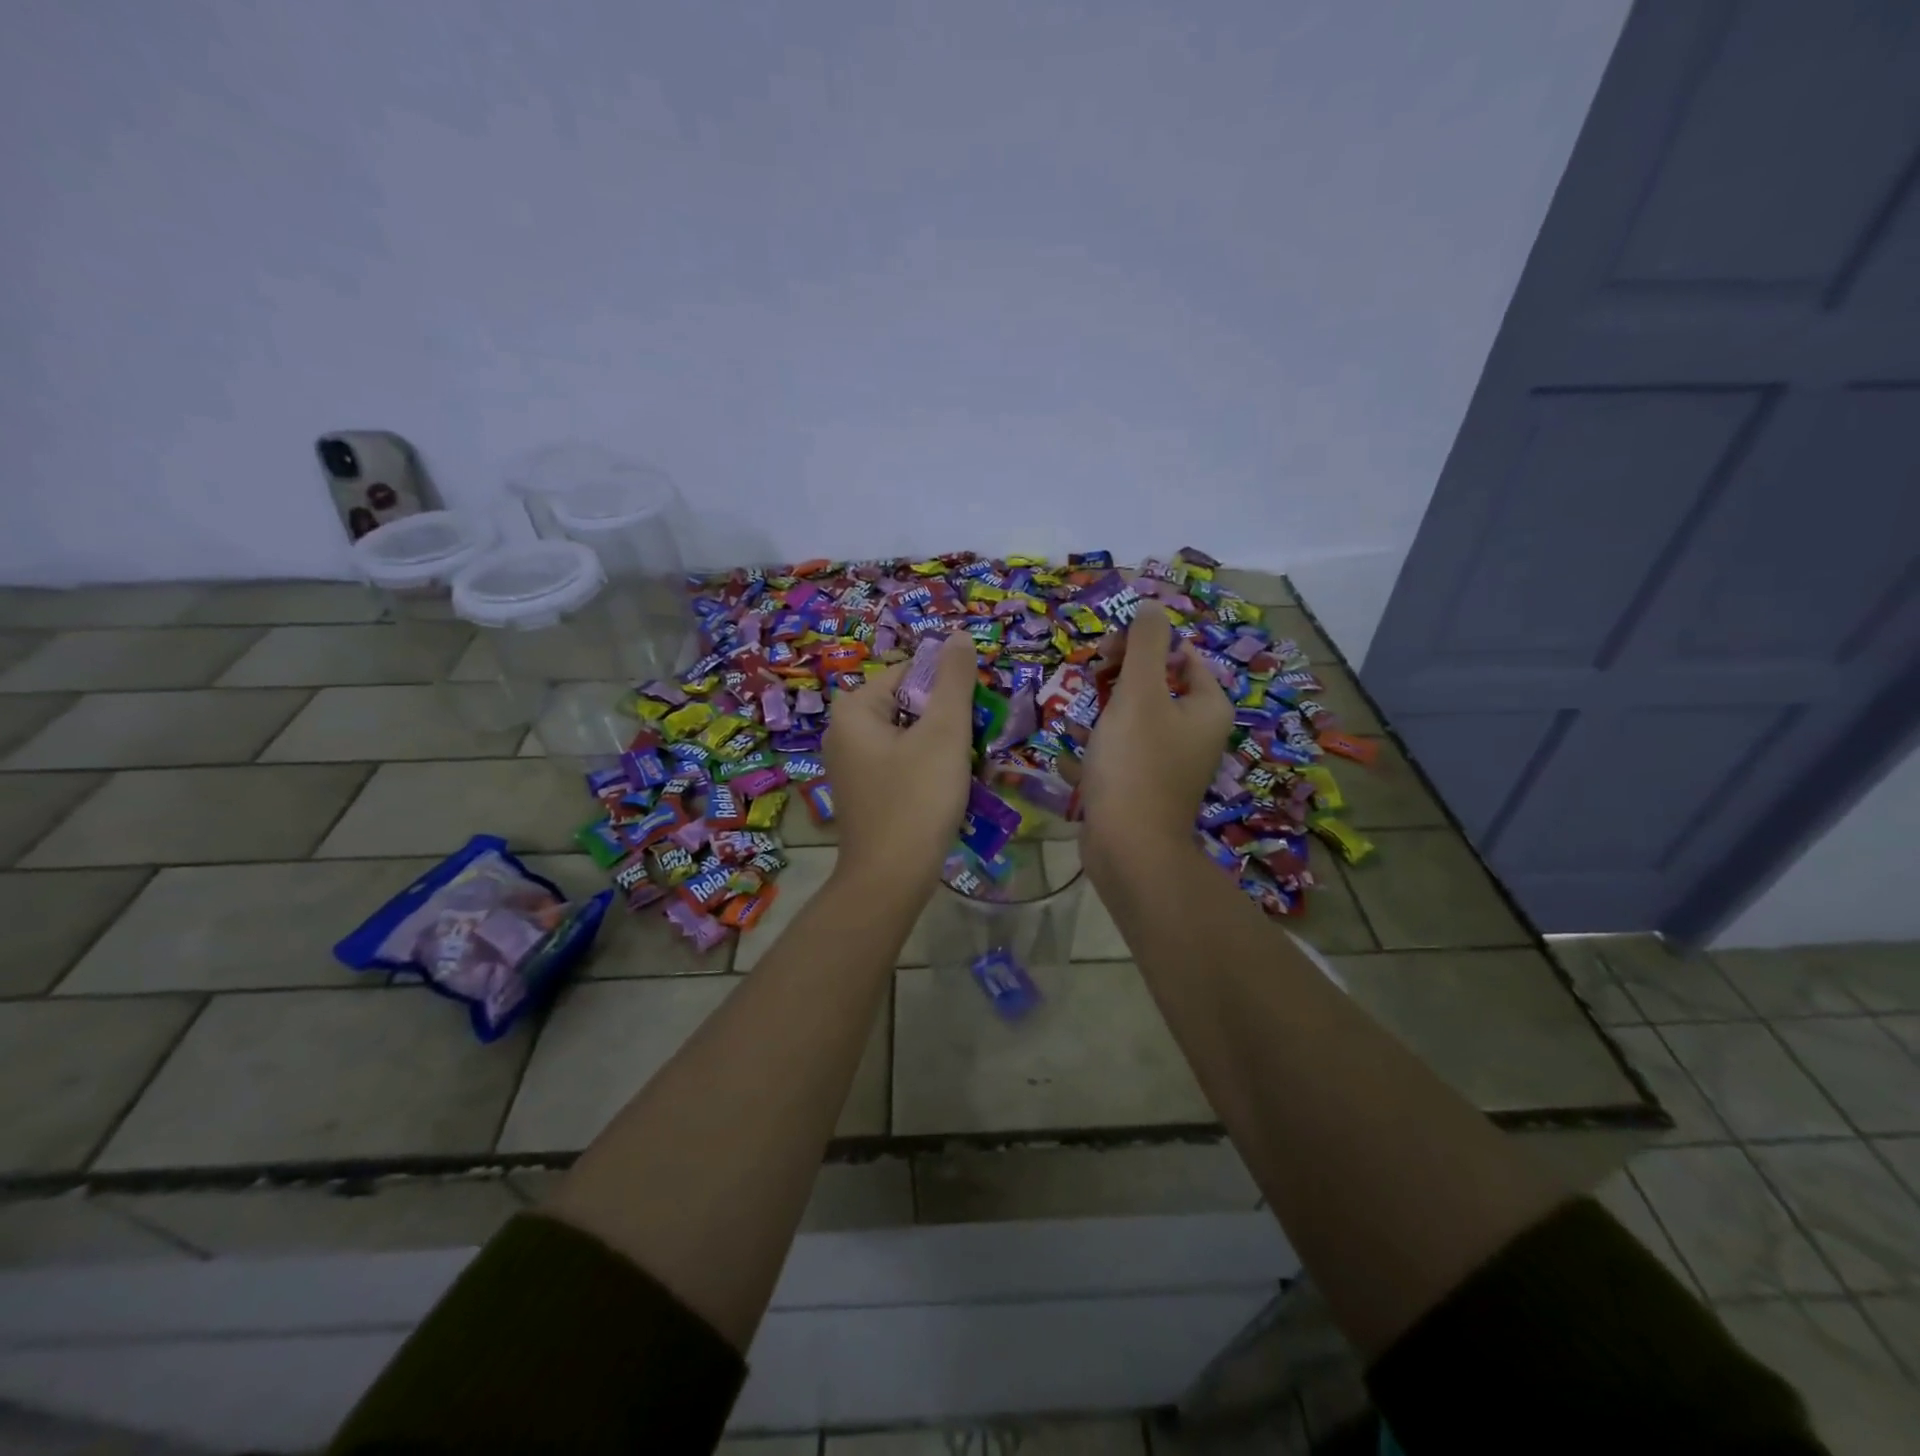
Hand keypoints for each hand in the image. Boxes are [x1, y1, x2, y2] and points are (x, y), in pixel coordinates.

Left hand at [823, 631, 978, 893]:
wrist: (890, 879)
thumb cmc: (917, 798)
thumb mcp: (944, 732)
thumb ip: (955, 680)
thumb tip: (960, 636)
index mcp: (854, 708)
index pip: (911, 672)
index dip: (949, 689)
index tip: (975, 716)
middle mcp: (844, 731)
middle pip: (910, 704)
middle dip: (947, 721)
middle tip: (973, 746)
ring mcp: (851, 764)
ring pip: (910, 735)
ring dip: (943, 747)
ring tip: (967, 769)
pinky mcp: (864, 791)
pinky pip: (902, 762)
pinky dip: (928, 768)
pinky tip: (948, 790)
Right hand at [1078, 601, 1233, 847]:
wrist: (1128, 848)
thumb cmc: (1136, 763)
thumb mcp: (1139, 693)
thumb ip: (1144, 644)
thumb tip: (1150, 605)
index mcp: (1206, 708)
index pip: (1180, 655)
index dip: (1142, 646)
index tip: (1106, 655)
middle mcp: (1194, 734)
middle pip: (1155, 687)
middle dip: (1116, 682)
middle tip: (1088, 683)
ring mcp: (1168, 765)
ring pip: (1131, 723)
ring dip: (1100, 716)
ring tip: (1074, 720)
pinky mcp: (1142, 789)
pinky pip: (1118, 758)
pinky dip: (1095, 754)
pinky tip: (1069, 760)